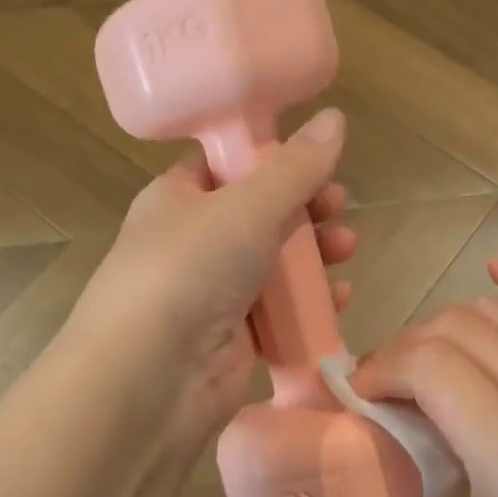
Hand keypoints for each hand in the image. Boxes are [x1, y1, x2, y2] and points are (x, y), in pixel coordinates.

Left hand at [72, 108, 355, 444]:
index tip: (315, 159)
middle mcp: (192, 242)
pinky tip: (340, 298)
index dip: (271, 158)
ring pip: (273, 263)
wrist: (149, 379)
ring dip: (314, 254)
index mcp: (177, 198)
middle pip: (259, 214)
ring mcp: (211, 292)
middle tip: (338, 207)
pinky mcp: (233, 337)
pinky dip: (309, 302)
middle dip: (305, 209)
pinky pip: (279, 310)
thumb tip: (336, 116)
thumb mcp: (246, 207)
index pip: (225, 165)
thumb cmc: (189, 271)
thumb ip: (296, 167)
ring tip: (347, 249)